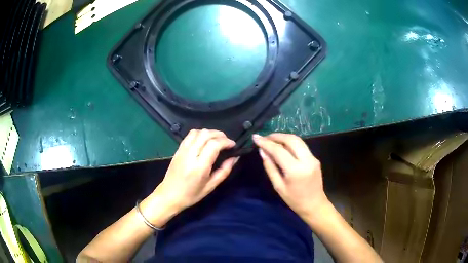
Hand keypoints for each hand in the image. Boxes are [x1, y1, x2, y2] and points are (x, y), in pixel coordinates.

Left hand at [154, 129, 238, 211]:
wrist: (169, 195)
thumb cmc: (191, 195)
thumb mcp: (211, 186)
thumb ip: (224, 171)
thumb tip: (234, 157)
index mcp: (199, 166)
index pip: (214, 144)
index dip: (226, 141)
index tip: (233, 145)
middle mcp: (190, 154)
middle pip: (206, 134)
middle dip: (220, 134)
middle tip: (227, 142)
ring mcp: (182, 150)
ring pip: (197, 132)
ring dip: (210, 132)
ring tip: (217, 140)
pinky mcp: (178, 149)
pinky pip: (190, 135)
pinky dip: (200, 133)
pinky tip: (204, 140)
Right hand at [252, 133, 327, 219]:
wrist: (314, 205)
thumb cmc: (294, 200)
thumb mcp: (278, 186)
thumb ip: (270, 167)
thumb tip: (262, 151)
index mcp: (296, 170)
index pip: (279, 150)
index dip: (266, 142)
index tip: (256, 137)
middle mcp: (307, 160)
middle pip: (291, 139)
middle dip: (276, 136)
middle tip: (264, 138)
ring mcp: (313, 158)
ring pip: (298, 140)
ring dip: (284, 137)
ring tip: (272, 140)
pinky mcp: (315, 159)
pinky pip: (302, 146)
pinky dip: (291, 143)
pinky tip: (283, 147)